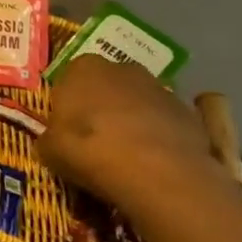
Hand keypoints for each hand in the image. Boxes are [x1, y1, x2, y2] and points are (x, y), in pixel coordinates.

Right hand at [39, 56, 234, 224]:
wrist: (156, 173)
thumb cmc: (88, 150)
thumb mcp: (50, 149)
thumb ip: (50, 138)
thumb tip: (54, 142)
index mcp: (82, 68)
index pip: (69, 78)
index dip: (68, 103)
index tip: (67, 127)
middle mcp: (122, 69)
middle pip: (108, 85)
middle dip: (102, 105)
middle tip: (95, 138)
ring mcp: (161, 89)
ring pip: (139, 102)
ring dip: (133, 120)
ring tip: (127, 155)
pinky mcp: (191, 114)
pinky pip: (165, 123)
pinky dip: (159, 136)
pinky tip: (153, 163)